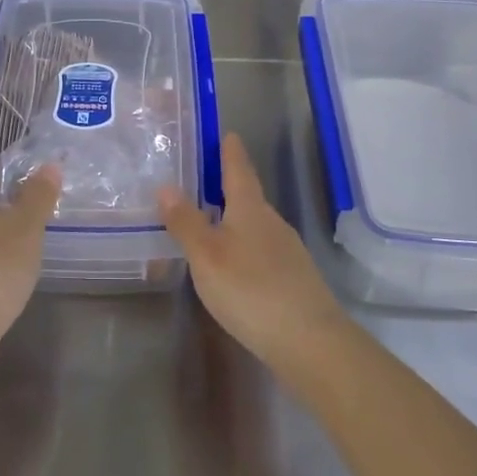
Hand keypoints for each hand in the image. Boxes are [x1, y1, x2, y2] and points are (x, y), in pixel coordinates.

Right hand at [159, 132, 345, 369]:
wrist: (310, 342)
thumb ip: (186, 222)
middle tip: (203, 179)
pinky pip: (261, 252)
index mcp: (251, 209)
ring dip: (234, 220)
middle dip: (228, 187)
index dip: (231, 152)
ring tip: (210, 222)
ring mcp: (288, 252)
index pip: (239, 170)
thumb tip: (166, 186)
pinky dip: (243, 248)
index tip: (228, 133)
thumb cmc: (251, 289)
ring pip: (255, 226)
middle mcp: (273, 223)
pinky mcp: (293, 280)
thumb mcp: (207, 255)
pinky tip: (233, 265)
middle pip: (249, 198)